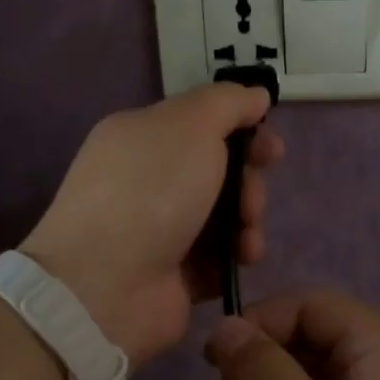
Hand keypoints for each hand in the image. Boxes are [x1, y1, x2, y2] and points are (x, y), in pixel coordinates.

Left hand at [23, 85, 283, 367]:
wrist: (107, 284)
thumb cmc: (150, 191)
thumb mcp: (190, 125)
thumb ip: (226, 103)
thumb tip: (254, 95)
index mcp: (143, 138)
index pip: (202, 125)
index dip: (242, 131)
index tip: (272, 148)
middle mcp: (149, 181)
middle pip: (219, 171)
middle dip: (247, 182)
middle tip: (250, 199)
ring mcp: (160, 230)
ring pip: (225, 214)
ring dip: (248, 219)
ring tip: (245, 234)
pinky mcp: (175, 275)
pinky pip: (220, 256)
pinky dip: (237, 254)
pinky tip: (242, 258)